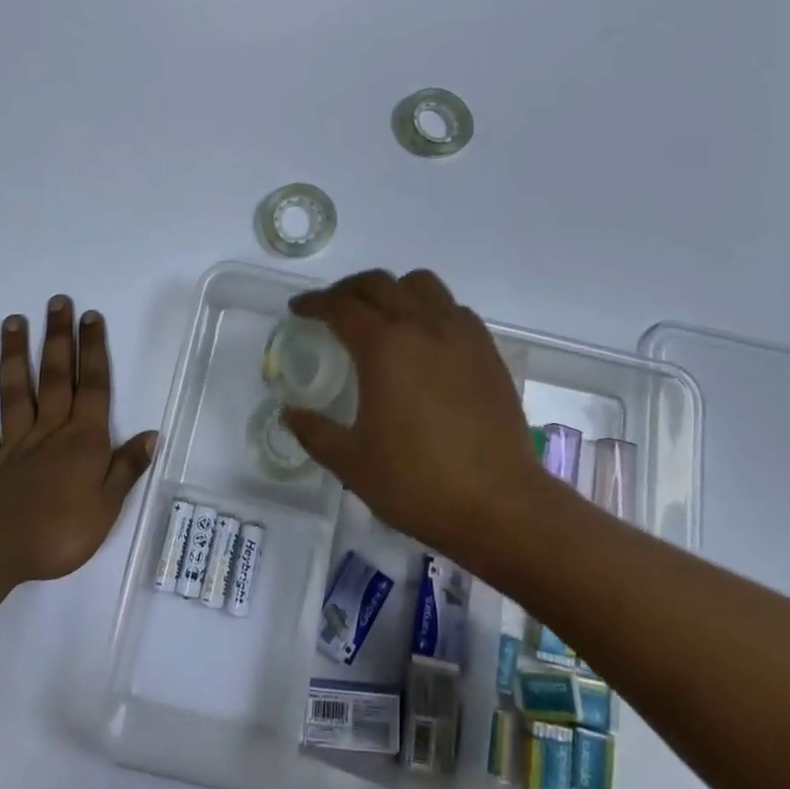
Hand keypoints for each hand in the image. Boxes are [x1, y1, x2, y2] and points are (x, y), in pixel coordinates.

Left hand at [0, 296, 156, 586]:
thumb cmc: (60, 533)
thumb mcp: (107, 508)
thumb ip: (126, 468)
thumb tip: (151, 434)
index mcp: (82, 440)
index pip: (92, 387)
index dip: (92, 350)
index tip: (90, 316)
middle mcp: (49, 432)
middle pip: (54, 378)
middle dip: (57, 338)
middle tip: (56, 302)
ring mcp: (14, 444)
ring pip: (15, 392)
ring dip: (14, 356)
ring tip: (13, 322)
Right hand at [280, 270, 535, 566]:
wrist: (500, 504)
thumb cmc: (418, 483)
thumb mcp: (352, 464)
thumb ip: (315, 432)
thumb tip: (289, 413)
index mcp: (384, 347)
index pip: (340, 306)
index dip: (314, 303)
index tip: (298, 309)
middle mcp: (422, 326)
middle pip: (378, 284)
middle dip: (348, 289)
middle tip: (332, 308)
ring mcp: (460, 334)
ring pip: (421, 284)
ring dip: (392, 290)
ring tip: (381, 315)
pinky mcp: (487, 350)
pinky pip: (453, 308)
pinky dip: (430, 308)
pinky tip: (425, 339)